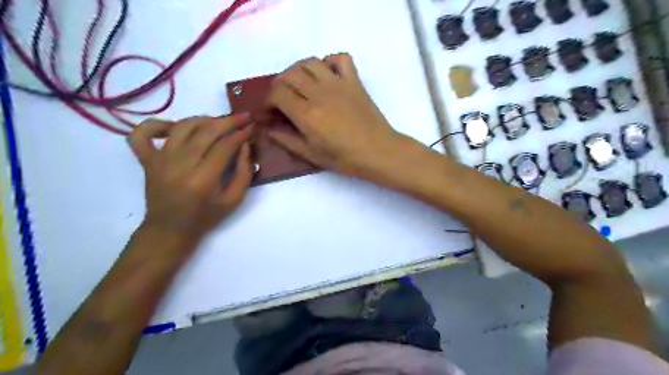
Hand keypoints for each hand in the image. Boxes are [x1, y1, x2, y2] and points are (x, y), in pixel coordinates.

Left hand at [128, 114, 254, 239]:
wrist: (169, 229)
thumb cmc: (205, 216)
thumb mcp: (234, 200)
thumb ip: (244, 172)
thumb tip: (245, 145)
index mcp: (203, 180)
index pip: (224, 146)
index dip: (240, 134)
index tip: (251, 127)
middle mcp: (180, 165)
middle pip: (206, 132)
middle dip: (228, 121)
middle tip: (242, 117)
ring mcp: (160, 160)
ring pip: (182, 126)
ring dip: (203, 119)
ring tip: (218, 122)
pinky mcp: (147, 159)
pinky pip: (143, 134)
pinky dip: (157, 124)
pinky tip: (175, 127)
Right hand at [267, 53, 406, 178]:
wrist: (378, 152)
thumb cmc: (345, 158)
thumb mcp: (312, 155)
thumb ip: (287, 140)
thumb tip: (269, 130)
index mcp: (307, 114)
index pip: (277, 93)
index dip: (268, 101)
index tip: (271, 112)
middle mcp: (320, 93)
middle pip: (290, 74)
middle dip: (279, 85)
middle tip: (282, 99)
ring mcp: (338, 84)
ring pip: (310, 62)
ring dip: (299, 70)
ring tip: (300, 84)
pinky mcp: (354, 81)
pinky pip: (341, 58)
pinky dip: (329, 61)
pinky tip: (327, 75)